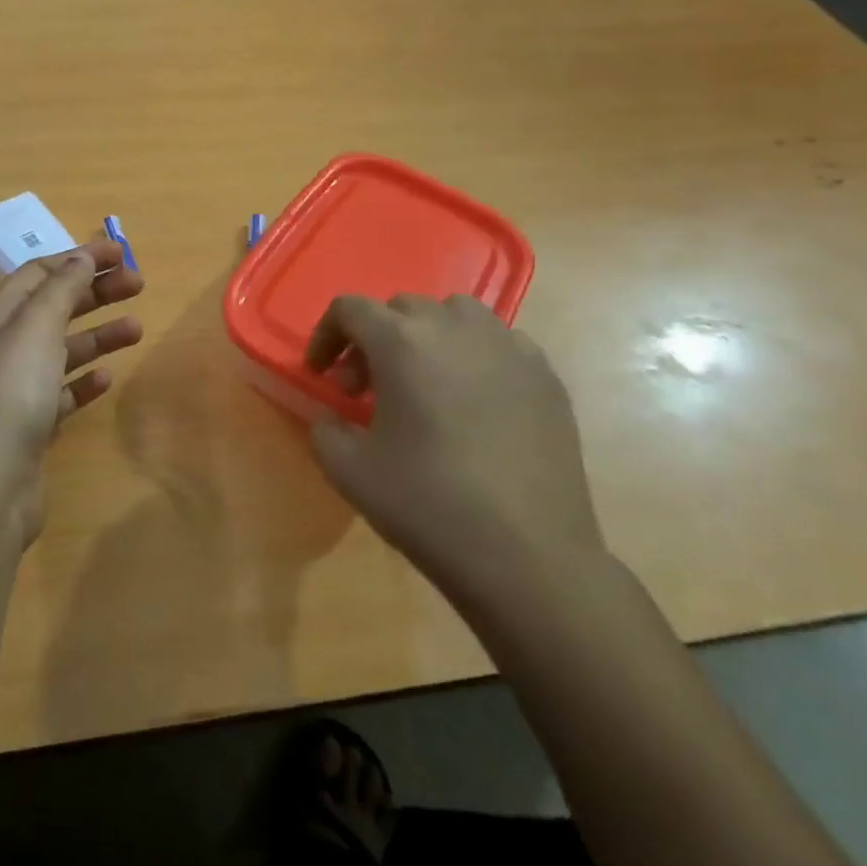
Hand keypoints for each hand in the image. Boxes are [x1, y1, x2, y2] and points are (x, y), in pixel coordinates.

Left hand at [0, 240, 144, 541]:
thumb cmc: (11, 395)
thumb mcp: (35, 329)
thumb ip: (60, 290)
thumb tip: (82, 258)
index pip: (39, 274)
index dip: (78, 259)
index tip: (119, 253)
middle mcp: (4, 348)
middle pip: (54, 307)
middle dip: (94, 292)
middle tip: (138, 284)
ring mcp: (16, 389)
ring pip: (62, 349)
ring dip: (98, 334)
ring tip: (137, 329)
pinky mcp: (30, 427)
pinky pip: (61, 392)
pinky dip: (84, 381)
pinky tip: (107, 379)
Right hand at [303, 294, 605, 609]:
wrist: (528, 557)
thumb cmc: (428, 505)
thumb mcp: (348, 470)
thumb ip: (324, 429)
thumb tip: (333, 418)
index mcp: (401, 342)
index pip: (350, 309)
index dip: (326, 336)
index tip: (321, 375)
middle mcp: (454, 327)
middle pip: (401, 308)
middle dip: (374, 339)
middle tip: (367, 389)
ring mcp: (507, 347)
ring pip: (455, 314)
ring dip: (427, 337)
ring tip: (424, 384)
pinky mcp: (545, 375)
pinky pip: (499, 343)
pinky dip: (475, 356)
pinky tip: (475, 402)